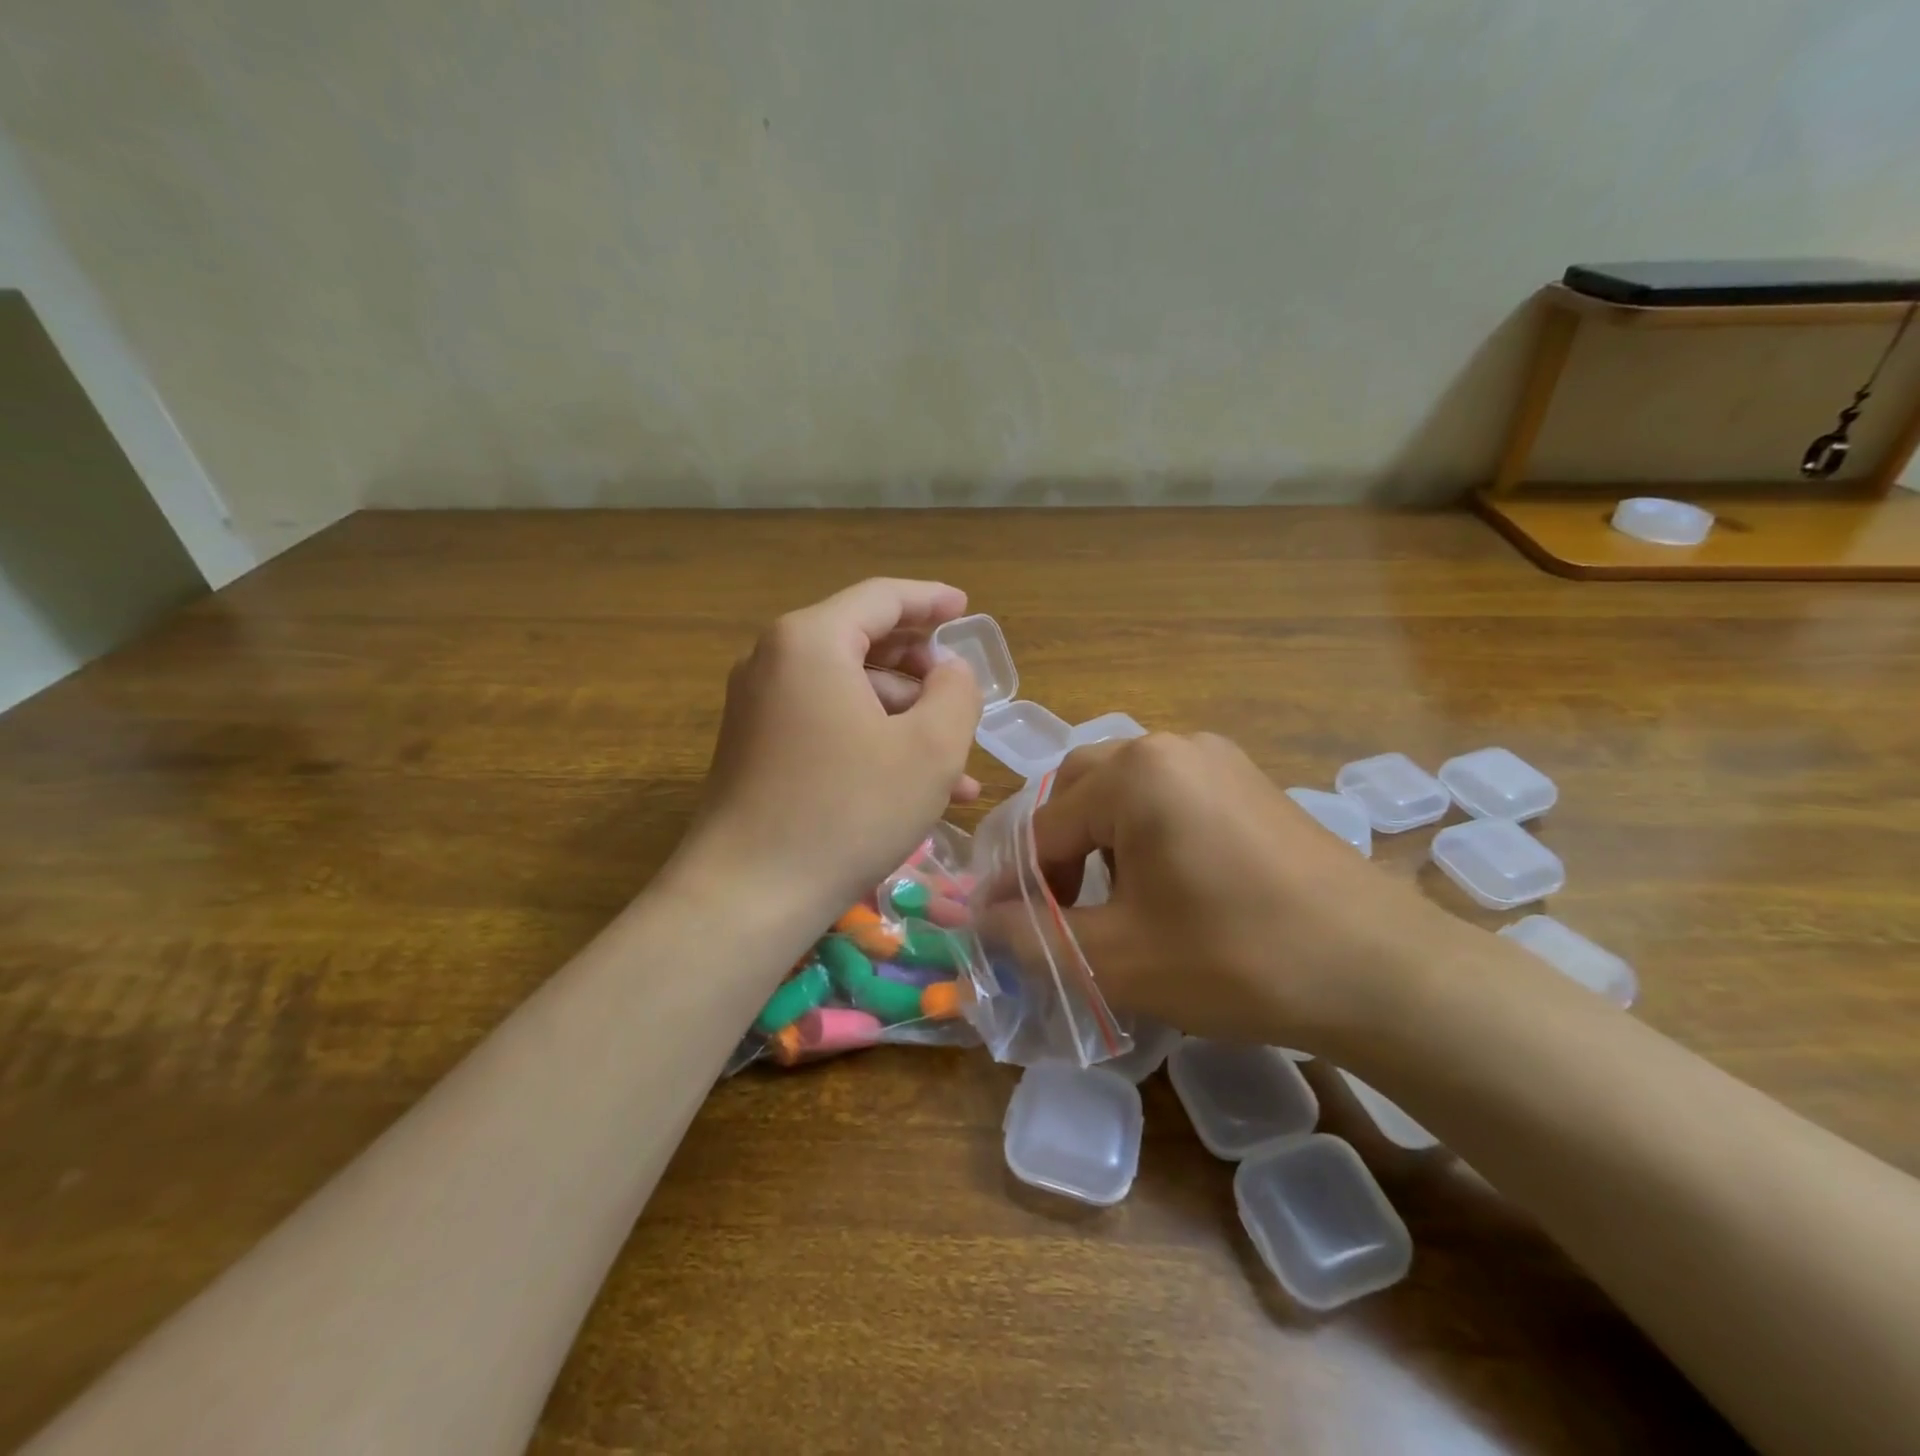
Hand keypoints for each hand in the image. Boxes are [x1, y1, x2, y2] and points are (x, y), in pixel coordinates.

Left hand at [687, 579, 983, 912]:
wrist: (748, 895)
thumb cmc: (849, 811)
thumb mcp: (930, 748)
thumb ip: (956, 692)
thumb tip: (950, 670)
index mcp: (811, 641)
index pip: (882, 598)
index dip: (931, 599)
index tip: (967, 608)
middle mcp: (775, 661)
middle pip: (863, 642)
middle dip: (921, 668)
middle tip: (961, 688)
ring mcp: (760, 707)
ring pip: (850, 692)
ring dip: (905, 719)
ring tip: (958, 764)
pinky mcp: (757, 748)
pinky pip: (828, 725)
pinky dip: (873, 742)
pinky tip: (917, 789)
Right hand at [1013, 733, 1481, 1054]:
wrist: (1380, 972)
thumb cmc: (1236, 959)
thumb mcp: (1118, 957)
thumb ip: (1034, 935)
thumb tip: (974, 920)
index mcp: (1134, 773)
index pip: (1042, 826)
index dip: (1015, 883)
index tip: (1000, 929)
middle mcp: (1170, 747)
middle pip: (1077, 792)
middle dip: (1054, 852)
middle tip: (1054, 910)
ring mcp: (1216, 759)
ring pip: (1122, 792)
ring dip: (1096, 842)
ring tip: (1104, 903)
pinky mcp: (1248, 782)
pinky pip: (1168, 797)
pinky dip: (1141, 835)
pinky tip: (1161, 887)